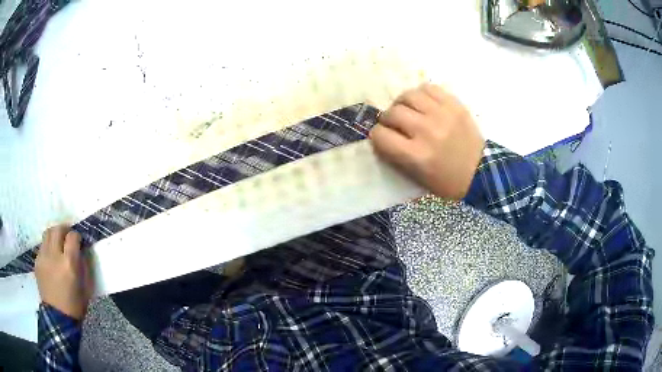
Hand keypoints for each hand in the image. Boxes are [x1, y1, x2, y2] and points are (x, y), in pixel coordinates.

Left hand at [35, 225, 92, 319]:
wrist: (58, 318)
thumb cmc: (75, 305)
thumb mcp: (86, 288)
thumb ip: (85, 266)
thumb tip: (83, 250)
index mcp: (69, 264)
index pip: (72, 236)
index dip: (77, 236)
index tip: (79, 242)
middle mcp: (54, 256)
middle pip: (58, 229)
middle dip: (64, 229)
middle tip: (68, 236)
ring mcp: (43, 257)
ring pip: (48, 233)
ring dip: (55, 234)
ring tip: (58, 243)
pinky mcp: (37, 261)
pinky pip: (42, 245)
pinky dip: (48, 246)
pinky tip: (51, 257)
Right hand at [370, 84, 484, 199]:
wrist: (481, 171)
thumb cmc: (447, 181)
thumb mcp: (418, 178)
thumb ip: (396, 158)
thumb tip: (381, 137)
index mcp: (417, 155)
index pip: (381, 136)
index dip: (377, 136)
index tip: (381, 137)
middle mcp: (427, 131)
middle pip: (393, 113)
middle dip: (387, 119)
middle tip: (393, 124)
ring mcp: (442, 115)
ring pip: (408, 96)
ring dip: (402, 103)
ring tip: (407, 110)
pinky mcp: (454, 105)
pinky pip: (429, 88)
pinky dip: (421, 94)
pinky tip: (423, 103)